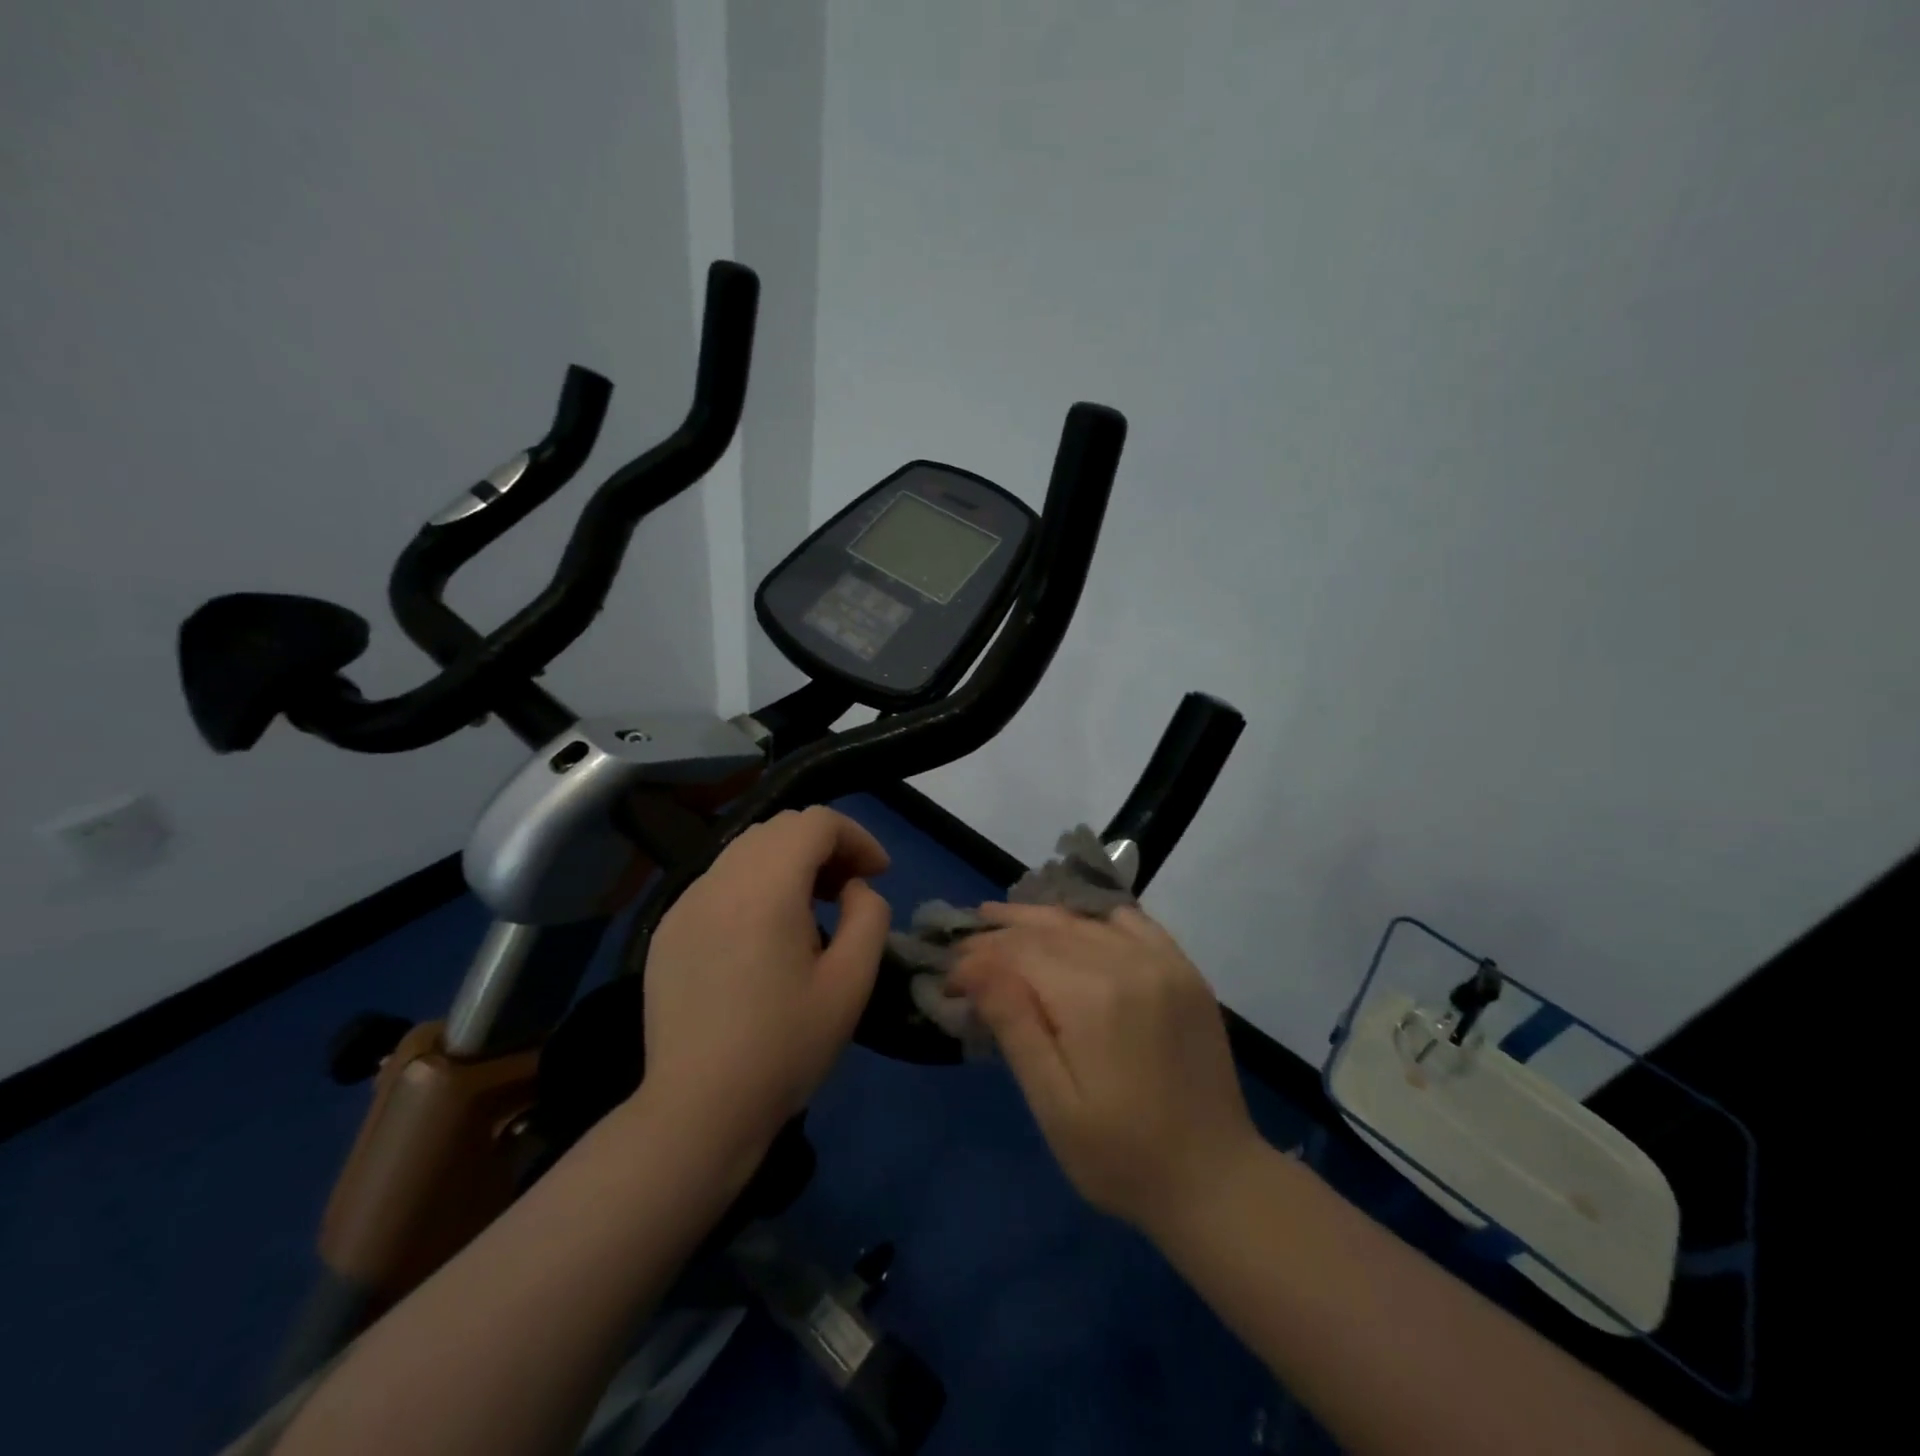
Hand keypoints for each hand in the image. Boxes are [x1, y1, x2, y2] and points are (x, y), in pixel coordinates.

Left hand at [641, 807, 891, 1154]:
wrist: (698, 1110)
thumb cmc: (784, 1048)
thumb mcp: (851, 983)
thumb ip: (868, 916)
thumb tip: (853, 889)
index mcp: (766, 888)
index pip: (816, 821)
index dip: (857, 837)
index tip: (878, 875)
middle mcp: (719, 880)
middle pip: (780, 827)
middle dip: (824, 846)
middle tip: (848, 889)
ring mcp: (685, 902)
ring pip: (746, 850)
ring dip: (788, 862)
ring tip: (810, 909)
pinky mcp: (668, 929)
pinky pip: (719, 881)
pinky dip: (754, 884)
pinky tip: (763, 934)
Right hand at [949, 903, 1261, 1238]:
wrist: (1215, 1180)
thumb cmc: (1121, 1156)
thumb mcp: (1054, 1105)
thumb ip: (1016, 1026)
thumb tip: (975, 967)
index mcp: (1093, 998)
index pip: (1020, 953)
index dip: (979, 957)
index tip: (949, 975)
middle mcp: (1129, 963)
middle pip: (1050, 929)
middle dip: (1002, 931)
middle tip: (966, 937)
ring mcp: (1163, 962)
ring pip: (1087, 920)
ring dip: (1041, 918)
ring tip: (1003, 918)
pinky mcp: (1184, 970)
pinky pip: (1132, 923)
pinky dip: (1094, 919)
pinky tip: (1073, 926)